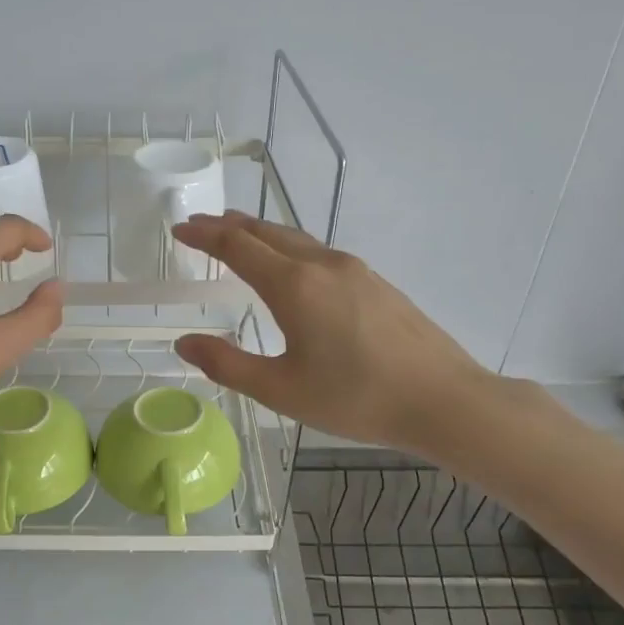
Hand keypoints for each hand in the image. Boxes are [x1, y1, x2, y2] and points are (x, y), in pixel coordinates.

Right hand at [170, 211, 488, 455]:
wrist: (444, 399)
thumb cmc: (356, 398)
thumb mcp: (281, 390)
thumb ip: (227, 364)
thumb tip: (184, 342)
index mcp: (294, 285)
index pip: (237, 246)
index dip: (204, 235)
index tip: (180, 228)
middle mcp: (322, 265)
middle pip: (267, 232)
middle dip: (229, 226)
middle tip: (201, 224)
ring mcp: (354, 269)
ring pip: (296, 239)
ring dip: (261, 233)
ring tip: (238, 234)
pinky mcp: (376, 281)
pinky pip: (319, 252)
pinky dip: (289, 247)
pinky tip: (291, 266)